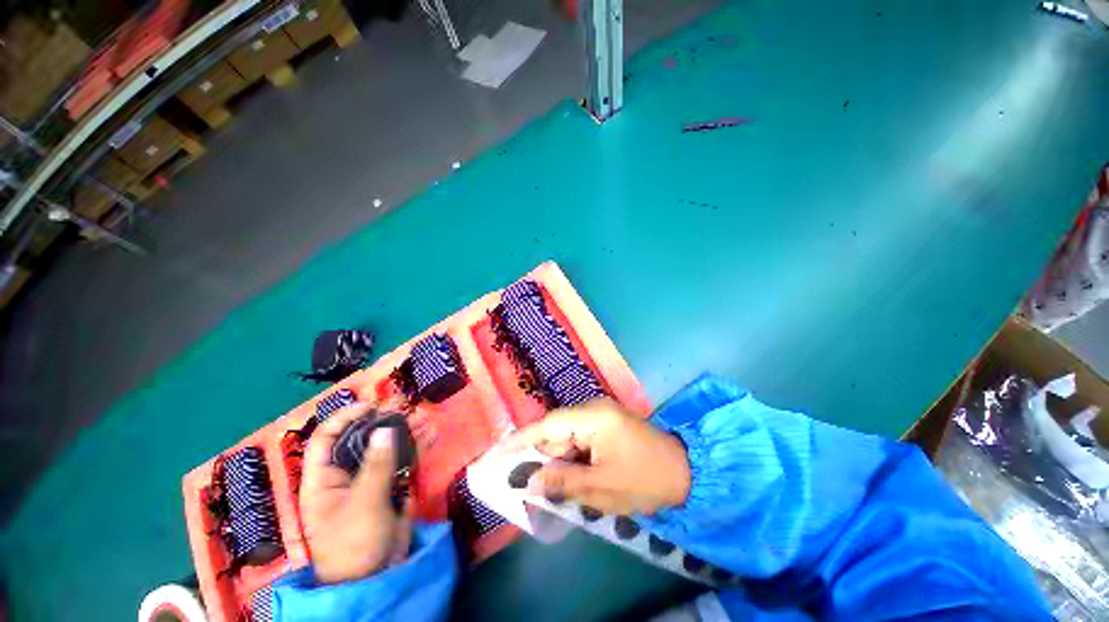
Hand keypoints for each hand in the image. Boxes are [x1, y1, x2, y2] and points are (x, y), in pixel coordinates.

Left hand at [300, 400, 411, 583]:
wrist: (375, 576)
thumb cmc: (354, 543)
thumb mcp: (364, 504)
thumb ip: (377, 465)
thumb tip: (387, 428)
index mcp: (324, 477)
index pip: (327, 438)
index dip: (346, 417)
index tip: (372, 406)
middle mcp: (346, 472)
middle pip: (362, 437)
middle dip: (385, 419)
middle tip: (406, 405)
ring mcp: (371, 477)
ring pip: (387, 445)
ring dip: (407, 430)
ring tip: (424, 418)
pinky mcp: (391, 483)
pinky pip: (404, 458)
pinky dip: (418, 445)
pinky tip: (431, 434)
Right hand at [503, 398, 690, 514]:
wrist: (686, 473)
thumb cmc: (645, 479)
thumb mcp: (602, 487)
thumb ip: (563, 482)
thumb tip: (528, 481)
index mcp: (593, 417)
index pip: (548, 425)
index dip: (521, 439)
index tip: (498, 453)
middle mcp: (593, 410)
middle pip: (556, 431)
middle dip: (539, 456)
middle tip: (518, 480)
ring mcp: (600, 417)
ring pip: (567, 438)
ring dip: (556, 461)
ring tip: (541, 485)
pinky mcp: (606, 427)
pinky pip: (579, 441)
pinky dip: (570, 459)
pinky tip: (565, 478)